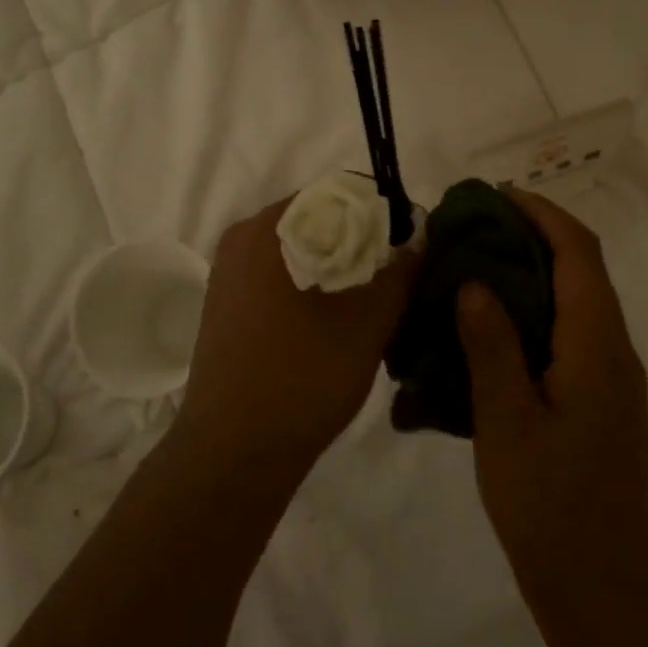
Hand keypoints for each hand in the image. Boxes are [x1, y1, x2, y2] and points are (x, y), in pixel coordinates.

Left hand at [177, 196, 417, 481]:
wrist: (233, 454)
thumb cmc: (302, 379)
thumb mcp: (367, 323)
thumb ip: (400, 271)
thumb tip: (419, 235)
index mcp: (268, 229)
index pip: (338, 192)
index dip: (382, 213)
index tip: (410, 246)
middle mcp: (241, 239)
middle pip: (318, 221)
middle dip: (363, 243)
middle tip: (399, 278)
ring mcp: (229, 274)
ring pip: (300, 252)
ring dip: (340, 268)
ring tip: (375, 303)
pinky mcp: (228, 305)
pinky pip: (280, 278)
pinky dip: (313, 288)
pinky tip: (337, 323)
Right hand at [458, 191, 647, 646]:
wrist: (600, 585)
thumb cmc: (550, 503)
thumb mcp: (507, 420)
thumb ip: (492, 345)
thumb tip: (474, 282)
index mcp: (598, 345)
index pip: (578, 254)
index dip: (541, 214)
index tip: (493, 196)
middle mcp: (613, 350)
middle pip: (581, 270)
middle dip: (532, 236)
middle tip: (471, 229)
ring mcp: (609, 378)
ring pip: (573, 302)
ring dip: (530, 274)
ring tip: (472, 268)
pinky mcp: (597, 401)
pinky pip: (566, 335)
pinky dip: (531, 313)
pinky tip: (488, 329)